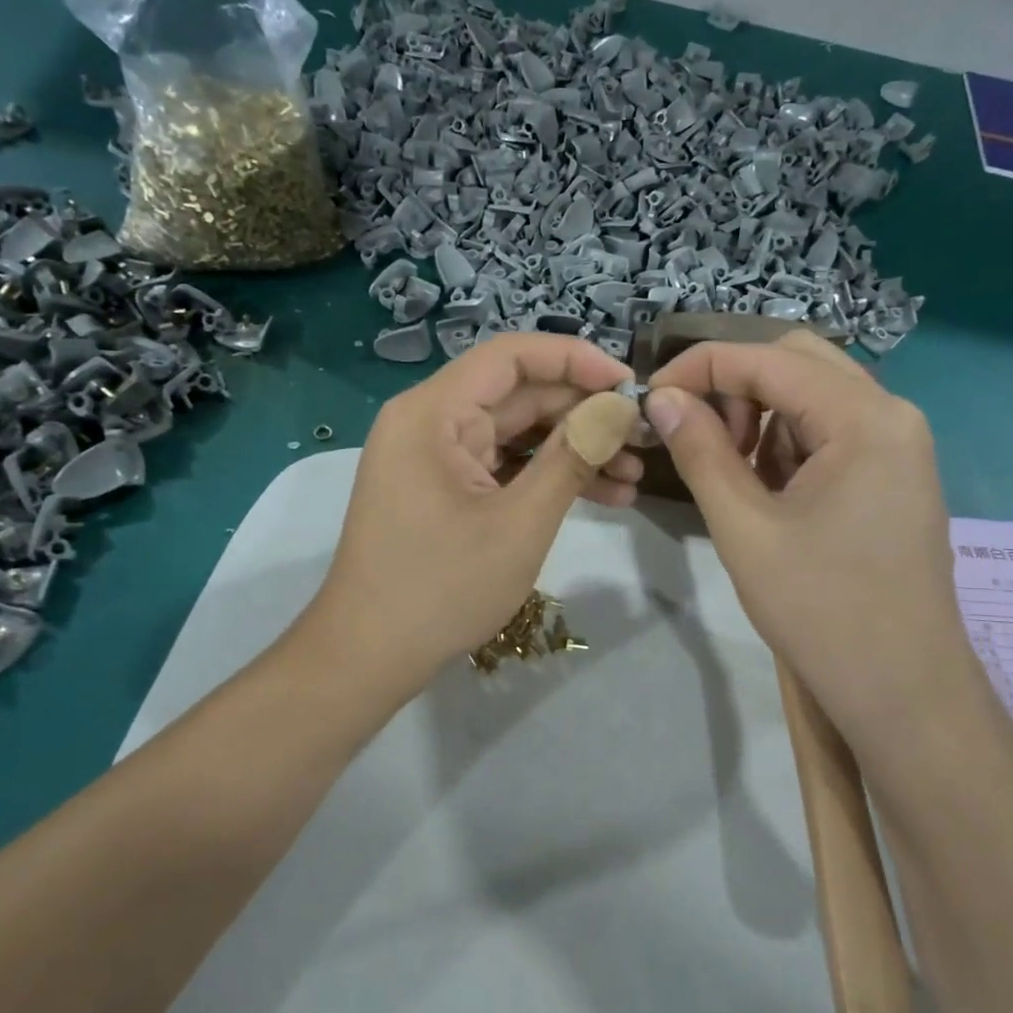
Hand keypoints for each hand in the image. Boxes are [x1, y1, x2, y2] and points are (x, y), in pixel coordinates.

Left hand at [305, 334, 640, 699]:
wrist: (369, 656)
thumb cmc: (441, 588)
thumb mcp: (520, 522)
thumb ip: (572, 457)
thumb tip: (620, 408)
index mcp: (434, 412)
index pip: (512, 356)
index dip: (576, 360)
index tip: (630, 384)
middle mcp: (431, 421)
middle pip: (519, 394)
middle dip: (584, 413)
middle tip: (643, 436)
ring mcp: (437, 456)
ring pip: (518, 433)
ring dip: (574, 449)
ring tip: (634, 475)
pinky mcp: (445, 487)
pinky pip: (504, 465)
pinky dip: (547, 477)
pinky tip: (604, 495)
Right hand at [644, 331, 965, 728]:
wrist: (904, 691)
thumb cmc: (822, 611)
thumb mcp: (744, 528)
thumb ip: (700, 452)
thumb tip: (662, 398)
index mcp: (864, 418)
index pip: (768, 359)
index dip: (701, 366)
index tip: (652, 396)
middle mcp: (892, 414)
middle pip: (798, 362)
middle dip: (735, 386)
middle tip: (698, 435)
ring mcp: (900, 443)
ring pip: (815, 394)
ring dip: (762, 414)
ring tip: (732, 472)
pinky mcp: (896, 472)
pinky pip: (833, 430)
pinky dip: (789, 441)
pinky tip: (770, 490)